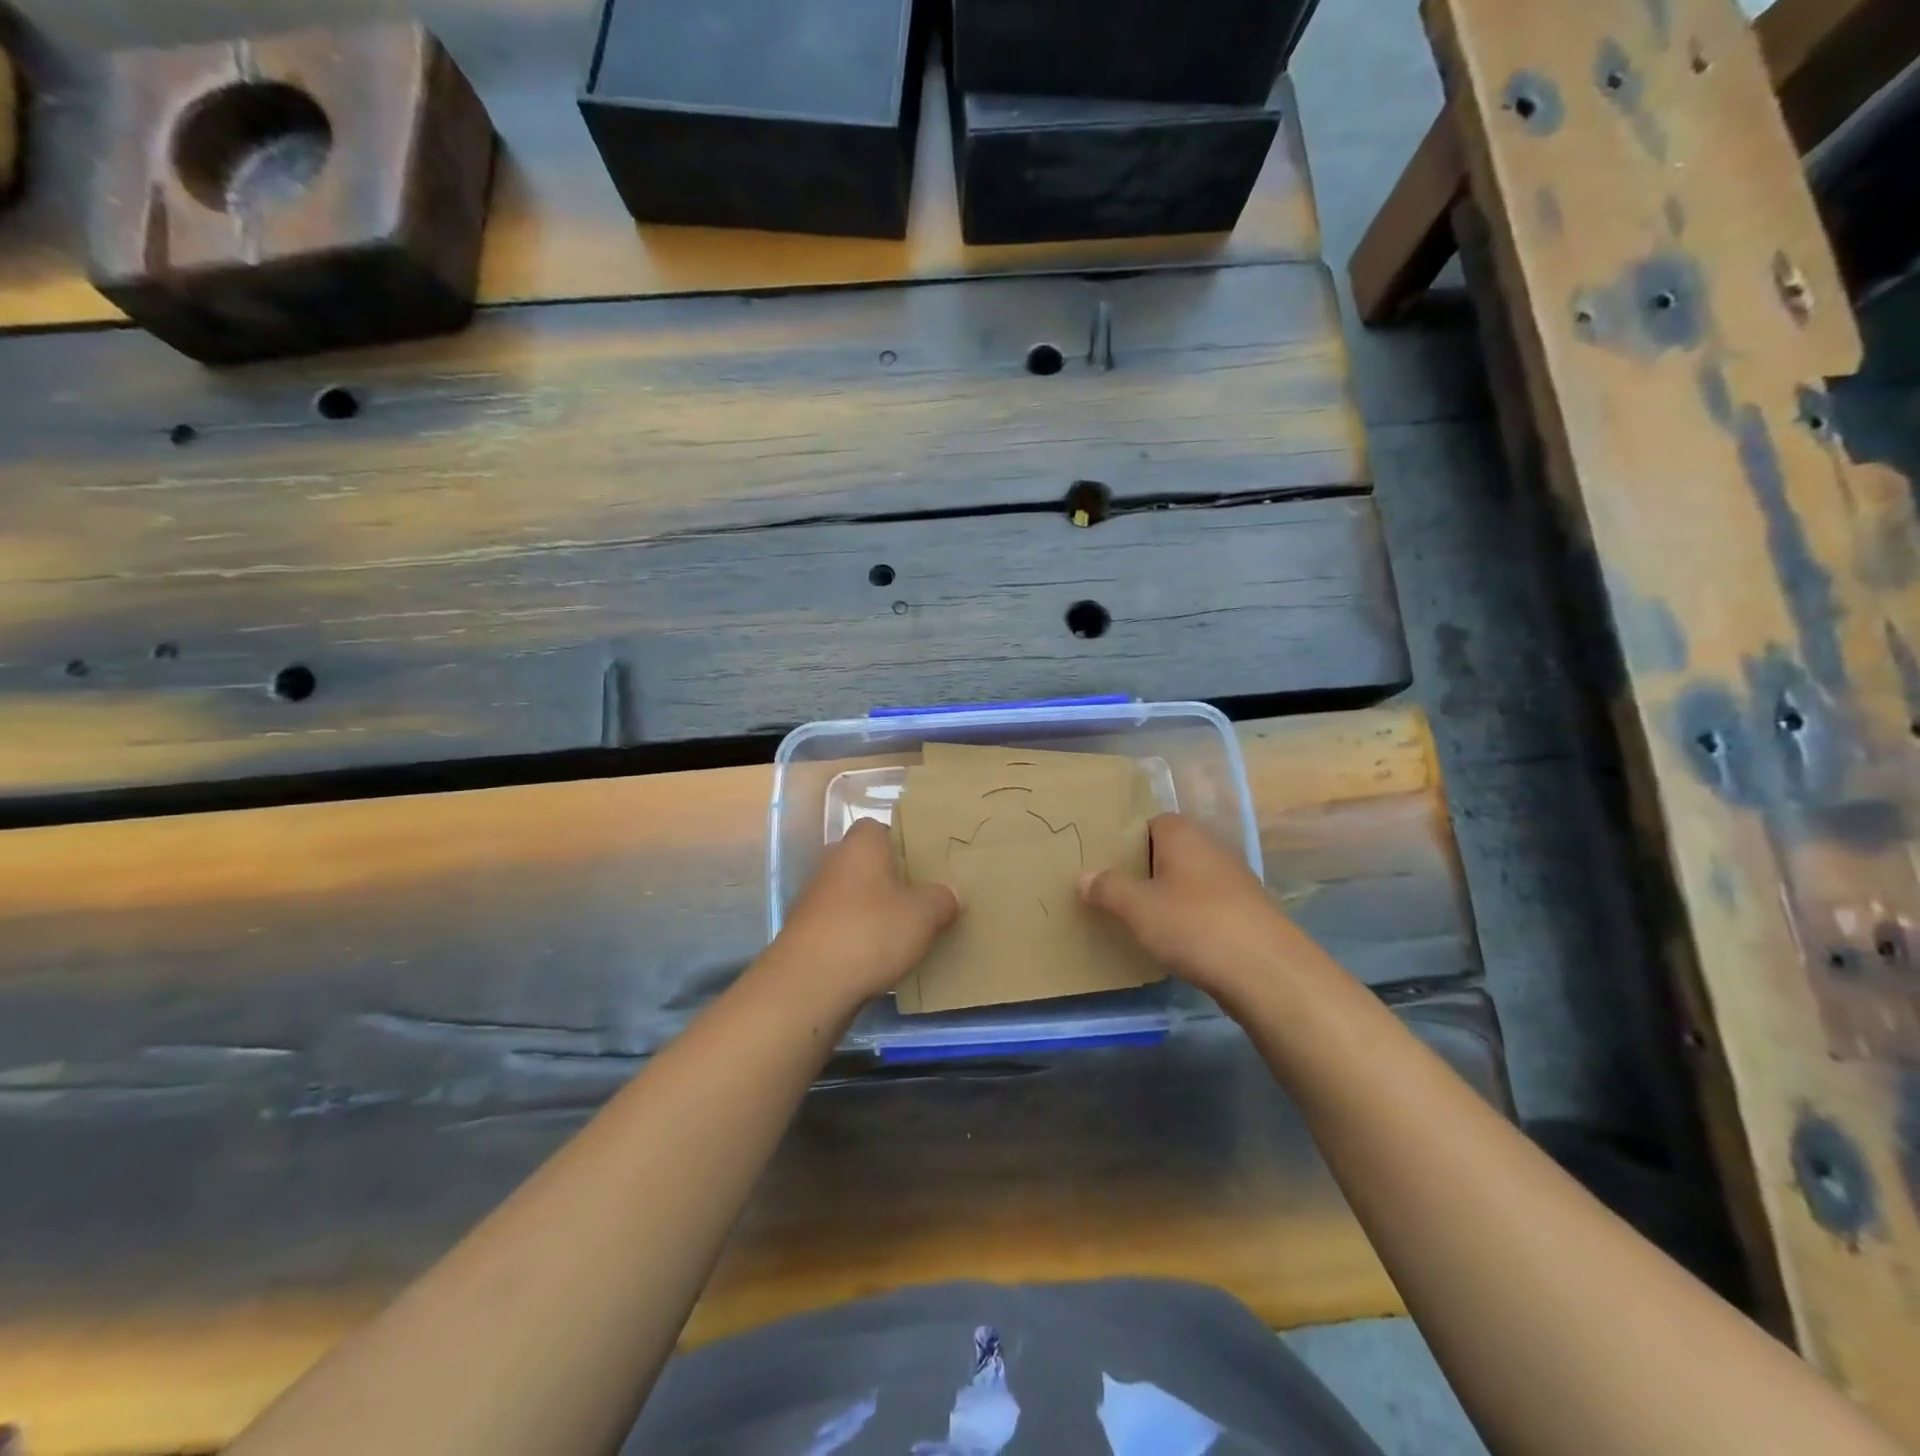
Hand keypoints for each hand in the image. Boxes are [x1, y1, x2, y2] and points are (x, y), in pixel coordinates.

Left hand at [770, 819, 960, 1006]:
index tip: (920, 863)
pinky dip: (854, 937)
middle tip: (915, 897)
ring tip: (900, 931)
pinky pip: (838, 926)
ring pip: (849, 895)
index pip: (876, 828)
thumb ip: (941, 900)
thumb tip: (951, 894)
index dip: (898, 841)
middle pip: (861, 862)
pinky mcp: (804, 935)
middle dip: (885, 877)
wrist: (809, 985)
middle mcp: (832, 865)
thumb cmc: (871, 932)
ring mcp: (813, 901)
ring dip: (868, 909)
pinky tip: (875, 958)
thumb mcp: (923, 916)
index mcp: (860, 846)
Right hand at [1080, 813, 1320, 1003]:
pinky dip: (1189, 919)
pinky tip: (1174, 943)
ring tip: (1138, 920)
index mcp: (1184, 835)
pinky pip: (1206, 907)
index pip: (1150, 823)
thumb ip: (1108, 888)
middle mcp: (1211, 848)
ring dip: (1167, 897)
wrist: (1268, 972)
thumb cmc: (1195, 926)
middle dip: (1143, 870)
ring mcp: (1234, 881)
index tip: (1104, 862)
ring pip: (1188, 881)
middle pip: (1168, 852)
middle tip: (1113, 892)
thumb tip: (1084, 876)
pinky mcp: (1246, 914)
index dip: (1126, 840)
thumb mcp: (1138, 908)